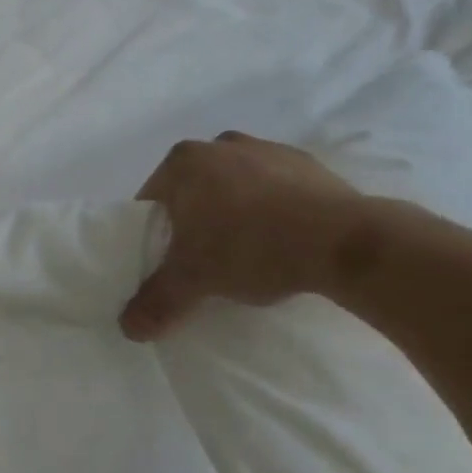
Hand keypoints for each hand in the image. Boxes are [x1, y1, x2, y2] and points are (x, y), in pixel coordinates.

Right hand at [121, 132, 365, 339]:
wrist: (344, 241)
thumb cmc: (251, 247)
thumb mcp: (194, 281)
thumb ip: (156, 301)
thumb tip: (127, 328)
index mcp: (183, 162)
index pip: (152, 200)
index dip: (154, 234)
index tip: (169, 261)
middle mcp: (220, 144)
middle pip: (192, 190)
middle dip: (194, 221)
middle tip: (204, 260)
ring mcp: (266, 149)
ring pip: (234, 187)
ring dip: (234, 213)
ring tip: (248, 253)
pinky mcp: (307, 163)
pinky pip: (274, 189)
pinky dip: (272, 210)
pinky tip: (283, 241)